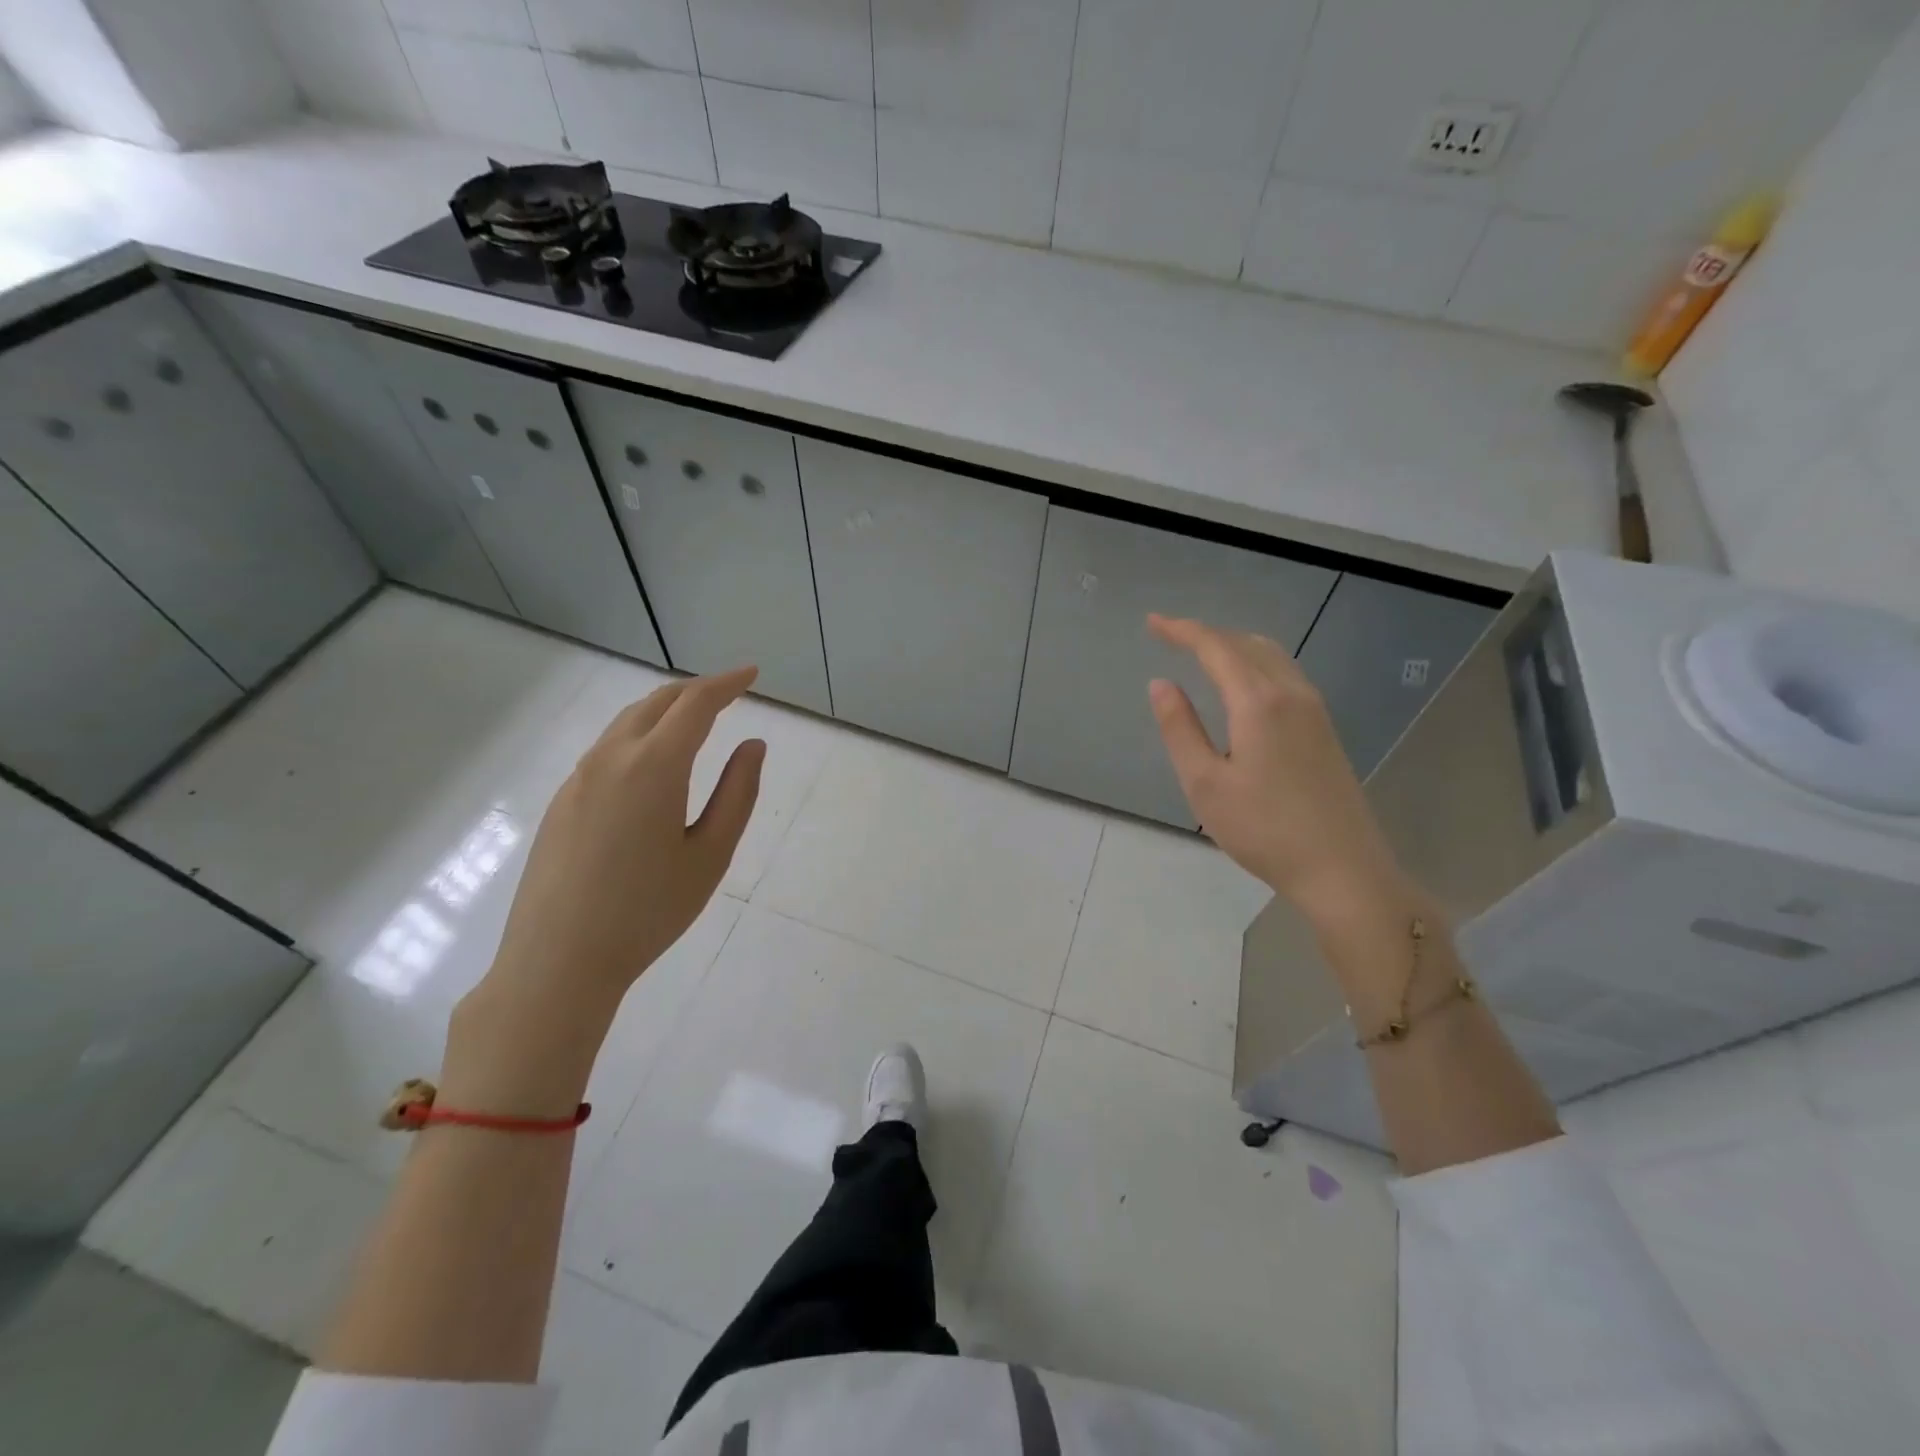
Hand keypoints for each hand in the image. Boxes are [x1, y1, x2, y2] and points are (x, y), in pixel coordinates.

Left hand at [443, 668, 764, 1113]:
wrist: (558, 961)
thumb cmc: (648, 912)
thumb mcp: (710, 855)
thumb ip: (738, 793)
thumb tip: (753, 745)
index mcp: (653, 767)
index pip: (695, 705)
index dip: (726, 684)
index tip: (752, 674)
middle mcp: (611, 759)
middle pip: (656, 702)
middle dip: (696, 690)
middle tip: (729, 692)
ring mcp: (579, 778)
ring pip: (627, 723)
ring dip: (665, 710)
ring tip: (695, 720)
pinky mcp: (562, 801)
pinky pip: (607, 749)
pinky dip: (640, 735)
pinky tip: (652, 763)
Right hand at [1146, 615, 1407, 925]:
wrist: (1343, 869)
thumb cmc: (1264, 830)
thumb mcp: (1205, 784)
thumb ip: (1180, 729)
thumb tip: (1161, 684)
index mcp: (1258, 702)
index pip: (1215, 648)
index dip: (1181, 631)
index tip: (1152, 623)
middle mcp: (1291, 694)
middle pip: (1246, 644)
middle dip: (1207, 634)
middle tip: (1171, 636)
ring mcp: (1315, 710)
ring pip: (1272, 655)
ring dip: (1234, 645)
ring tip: (1202, 653)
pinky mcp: (1325, 729)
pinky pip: (1286, 674)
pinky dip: (1256, 662)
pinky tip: (1243, 684)